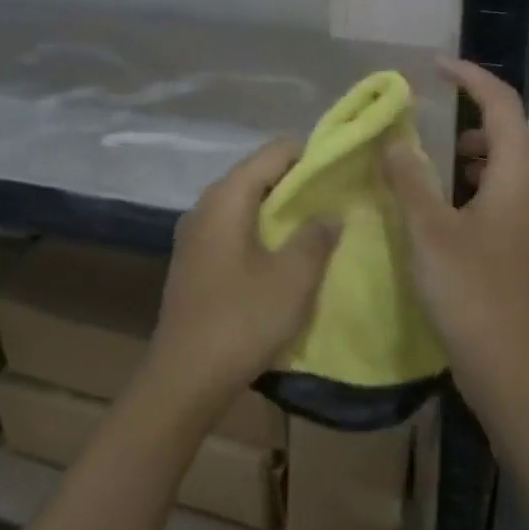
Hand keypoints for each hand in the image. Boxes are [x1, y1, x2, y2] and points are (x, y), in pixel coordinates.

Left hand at [152, 138, 337, 395]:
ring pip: (246, 205)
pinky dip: (262, 233)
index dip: (311, 155)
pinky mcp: (195, 262)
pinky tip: (285, 256)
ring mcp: (195, 236)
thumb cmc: (242, 319)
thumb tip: (330, 211)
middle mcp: (205, 206)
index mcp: (227, 197)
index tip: (343, 170)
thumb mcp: (293, 277)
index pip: (274, 152)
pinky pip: (234, 230)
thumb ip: (317, 236)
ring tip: (319, 226)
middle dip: (298, 184)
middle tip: (337, 199)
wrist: (185, 378)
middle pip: (258, 176)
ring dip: (280, 212)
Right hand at [383, 58, 528, 400]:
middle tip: (456, 142)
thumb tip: (395, 141)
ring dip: (504, 155)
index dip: (472, 79)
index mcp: (517, 177)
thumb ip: (410, 179)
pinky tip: (468, 211)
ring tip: (458, 173)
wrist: (507, 362)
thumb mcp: (427, 230)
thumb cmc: (467, 291)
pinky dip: (507, 185)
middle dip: (497, 124)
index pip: (503, 107)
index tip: (438, 69)